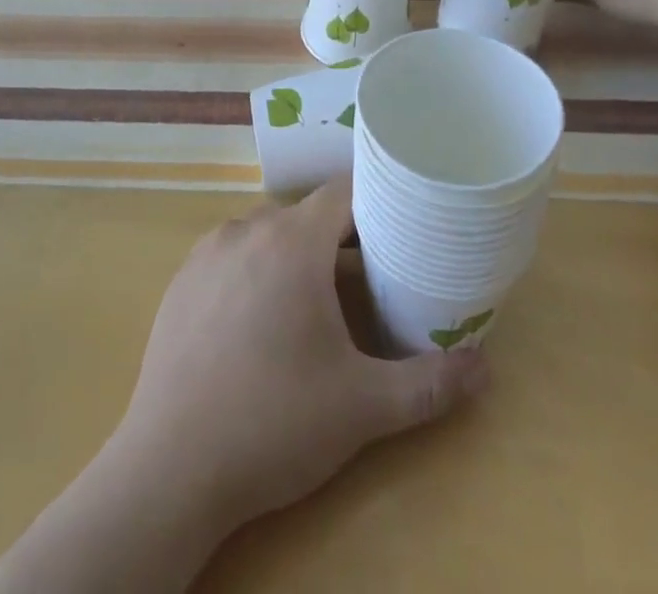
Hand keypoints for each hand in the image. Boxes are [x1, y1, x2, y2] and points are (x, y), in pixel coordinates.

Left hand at [108, 175, 488, 538]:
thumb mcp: (364, 407)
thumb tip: (485, 366)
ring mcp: (207, 252)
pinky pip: (232, 255)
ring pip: (266, 233)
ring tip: (320, 300)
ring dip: (296, 253)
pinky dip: (256, 269)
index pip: (343, 192)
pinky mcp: (181, 280)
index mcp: (292, 241)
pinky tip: (262, 321)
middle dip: (341, 237)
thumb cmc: (275, 422)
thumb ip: (430, 383)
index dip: (376, 201)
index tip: (402, 224)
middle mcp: (247, 229)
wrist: (172, 466)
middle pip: (305, 214)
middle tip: (372, 275)